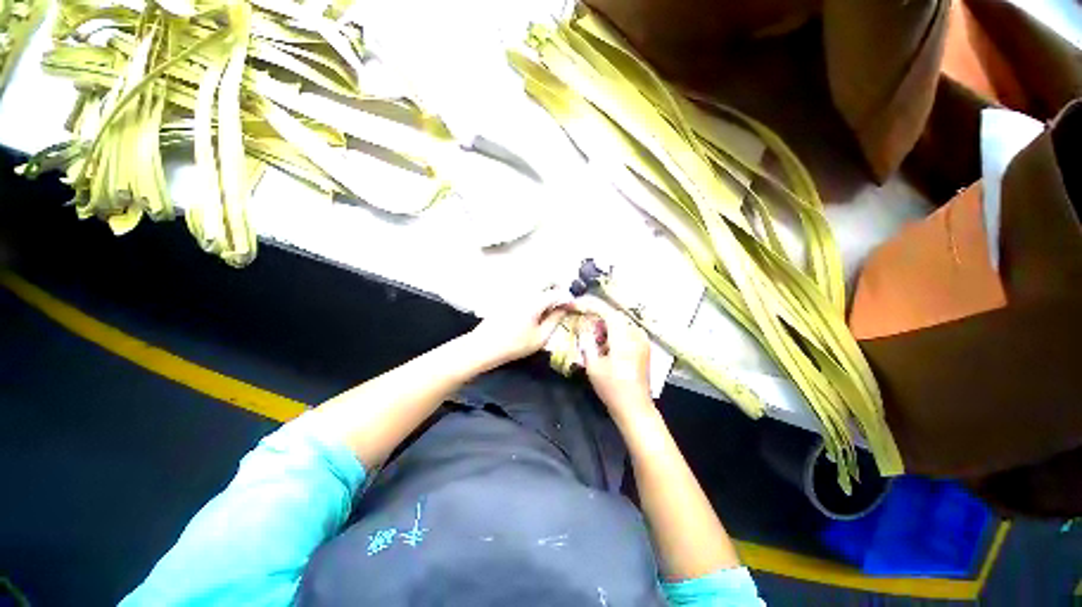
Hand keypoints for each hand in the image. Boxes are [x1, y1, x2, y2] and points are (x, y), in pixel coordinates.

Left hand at [468, 288, 571, 367]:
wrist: (484, 346)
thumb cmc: (514, 345)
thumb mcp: (540, 338)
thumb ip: (555, 320)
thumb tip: (564, 309)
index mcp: (535, 301)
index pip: (558, 293)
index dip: (568, 298)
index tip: (574, 306)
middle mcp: (525, 291)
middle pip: (546, 281)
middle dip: (558, 289)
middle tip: (563, 303)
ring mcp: (515, 292)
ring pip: (536, 284)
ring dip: (547, 290)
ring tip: (551, 306)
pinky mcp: (508, 296)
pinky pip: (527, 289)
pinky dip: (536, 294)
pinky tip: (536, 308)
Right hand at [574, 298, 653, 417]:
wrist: (635, 407)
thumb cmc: (612, 388)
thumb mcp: (593, 364)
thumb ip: (587, 339)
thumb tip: (583, 323)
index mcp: (624, 336)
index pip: (606, 310)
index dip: (589, 305)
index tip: (575, 304)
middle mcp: (636, 333)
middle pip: (613, 314)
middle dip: (596, 313)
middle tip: (580, 317)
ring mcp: (642, 339)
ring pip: (620, 322)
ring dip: (604, 323)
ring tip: (590, 331)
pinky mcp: (643, 346)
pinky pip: (626, 330)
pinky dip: (613, 330)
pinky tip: (603, 341)